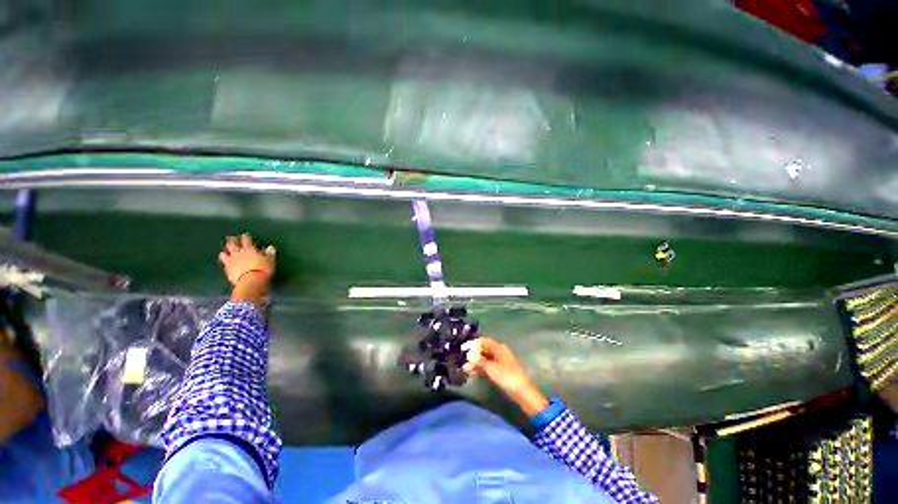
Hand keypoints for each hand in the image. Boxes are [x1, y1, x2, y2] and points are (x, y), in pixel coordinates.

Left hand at [218, 234, 275, 285]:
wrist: (251, 281)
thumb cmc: (263, 269)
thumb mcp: (270, 261)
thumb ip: (269, 253)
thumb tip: (270, 247)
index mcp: (250, 249)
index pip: (246, 240)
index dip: (246, 237)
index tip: (245, 235)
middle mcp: (239, 253)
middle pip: (233, 244)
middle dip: (232, 240)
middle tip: (231, 238)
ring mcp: (232, 261)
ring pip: (225, 253)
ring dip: (225, 251)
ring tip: (225, 251)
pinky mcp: (227, 269)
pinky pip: (224, 263)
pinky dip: (224, 261)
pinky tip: (225, 262)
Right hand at [462, 337, 548, 415]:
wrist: (522, 392)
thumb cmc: (507, 377)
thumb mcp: (491, 368)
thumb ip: (479, 360)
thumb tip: (469, 355)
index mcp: (498, 347)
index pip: (483, 341)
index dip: (473, 344)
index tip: (463, 348)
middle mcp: (499, 352)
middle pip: (483, 350)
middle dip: (473, 355)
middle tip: (462, 360)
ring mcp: (499, 362)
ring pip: (484, 359)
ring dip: (475, 363)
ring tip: (464, 369)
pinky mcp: (500, 371)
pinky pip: (487, 366)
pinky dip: (480, 369)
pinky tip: (472, 373)